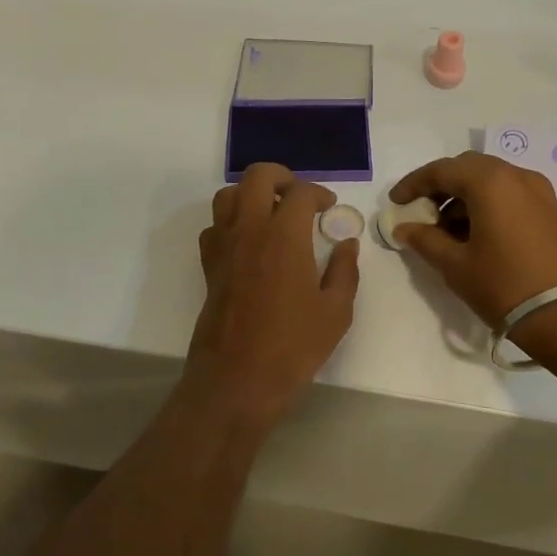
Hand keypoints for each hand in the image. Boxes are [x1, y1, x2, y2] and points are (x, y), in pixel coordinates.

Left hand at [189, 163, 359, 416]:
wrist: (237, 379)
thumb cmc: (293, 345)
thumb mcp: (336, 311)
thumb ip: (345, 270)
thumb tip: (347, 243)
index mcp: (284, 235)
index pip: (301, 192)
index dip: (319, 193)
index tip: (330, 208)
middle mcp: (250, 229)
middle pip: (257, 177)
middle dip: (281, 177)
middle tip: (299, 197)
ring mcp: (224, 246)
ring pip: (228, 196)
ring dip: (251, 194)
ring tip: (271, 213)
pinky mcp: (209, 266)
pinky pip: (214, 227)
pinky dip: (231, 223)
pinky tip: (248, 243)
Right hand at [388, 152, 556, 327]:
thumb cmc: (505, 286)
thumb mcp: (456, 266)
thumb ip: (426, 241)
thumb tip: (405, 228)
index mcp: (490, 182)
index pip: (442, 170)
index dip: (414, 184)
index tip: (396, 203)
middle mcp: (516, 176)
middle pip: (469, 169)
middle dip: (441, 187)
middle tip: (421, 212)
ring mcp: (539, 192)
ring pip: (491, 181)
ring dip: (464, 198)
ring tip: (446, 232)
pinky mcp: (551, 211)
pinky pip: (510, 195)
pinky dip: (487, 205)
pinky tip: (475, 236)